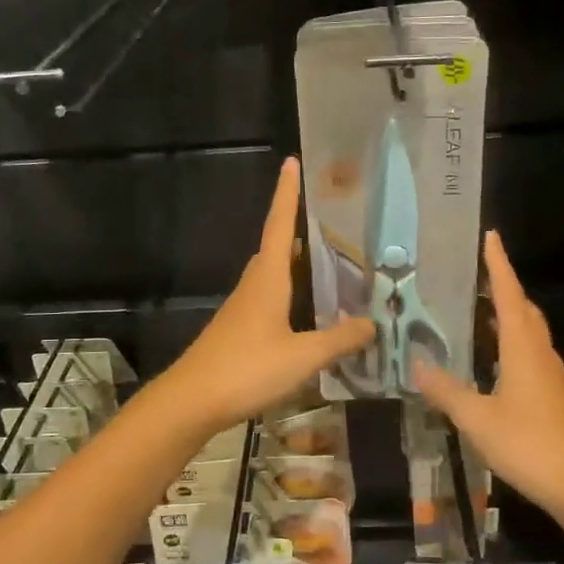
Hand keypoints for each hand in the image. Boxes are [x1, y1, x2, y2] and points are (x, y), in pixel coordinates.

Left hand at [162, 157, 375, 432]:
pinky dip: (290, 293)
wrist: (191, 401)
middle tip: (331, 223)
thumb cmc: (246, 369)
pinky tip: (306, 313)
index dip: (287, 194)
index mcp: (268, 280)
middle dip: (298, 228)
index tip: (291, 162)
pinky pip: (269, 298)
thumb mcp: (302, 357)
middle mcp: (253, 286)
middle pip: (276, 247)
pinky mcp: (238, 329)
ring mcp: (242, 308)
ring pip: (272, 274)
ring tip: (329, 264)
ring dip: (296, 264)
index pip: (279, 225)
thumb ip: (338, 340)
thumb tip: (372, 324)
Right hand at [415, 232, 563, 527]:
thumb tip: (417, 366)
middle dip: (504, 287)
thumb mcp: (477, 418)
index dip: (498, 265)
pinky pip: (529, 355)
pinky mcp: (554, 397)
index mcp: (523, 349)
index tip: (491, 236)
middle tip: (477, 273)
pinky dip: (510, 344)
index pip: (510, 295)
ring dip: (508, 316)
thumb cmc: (530, 445)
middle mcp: (540, 354)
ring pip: (529, 334)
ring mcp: (551, 377)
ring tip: (479, 309)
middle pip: (524, 310)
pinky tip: (492, 360)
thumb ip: (447, 391)